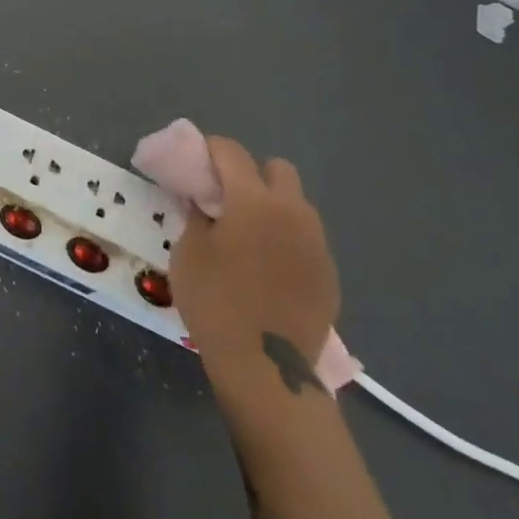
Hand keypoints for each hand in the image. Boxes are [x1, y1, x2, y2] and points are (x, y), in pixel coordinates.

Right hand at [169, 137, 339, 371]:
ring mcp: (316, 243)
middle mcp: (292, 211)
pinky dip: (287, 240)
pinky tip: (269, 268)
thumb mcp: (189, 253)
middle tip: (228, 199)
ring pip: (296, 204)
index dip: (210, 149)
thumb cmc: (217, 303)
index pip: (232, 152)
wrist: (267, 369)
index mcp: (254, 200)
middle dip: (252, 174)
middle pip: (278, 169)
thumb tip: (203, 201)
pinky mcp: (329, 273)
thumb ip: (196, 216)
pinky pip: (306, 239)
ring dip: (273, 207)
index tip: (196, 161)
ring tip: (250, 235)